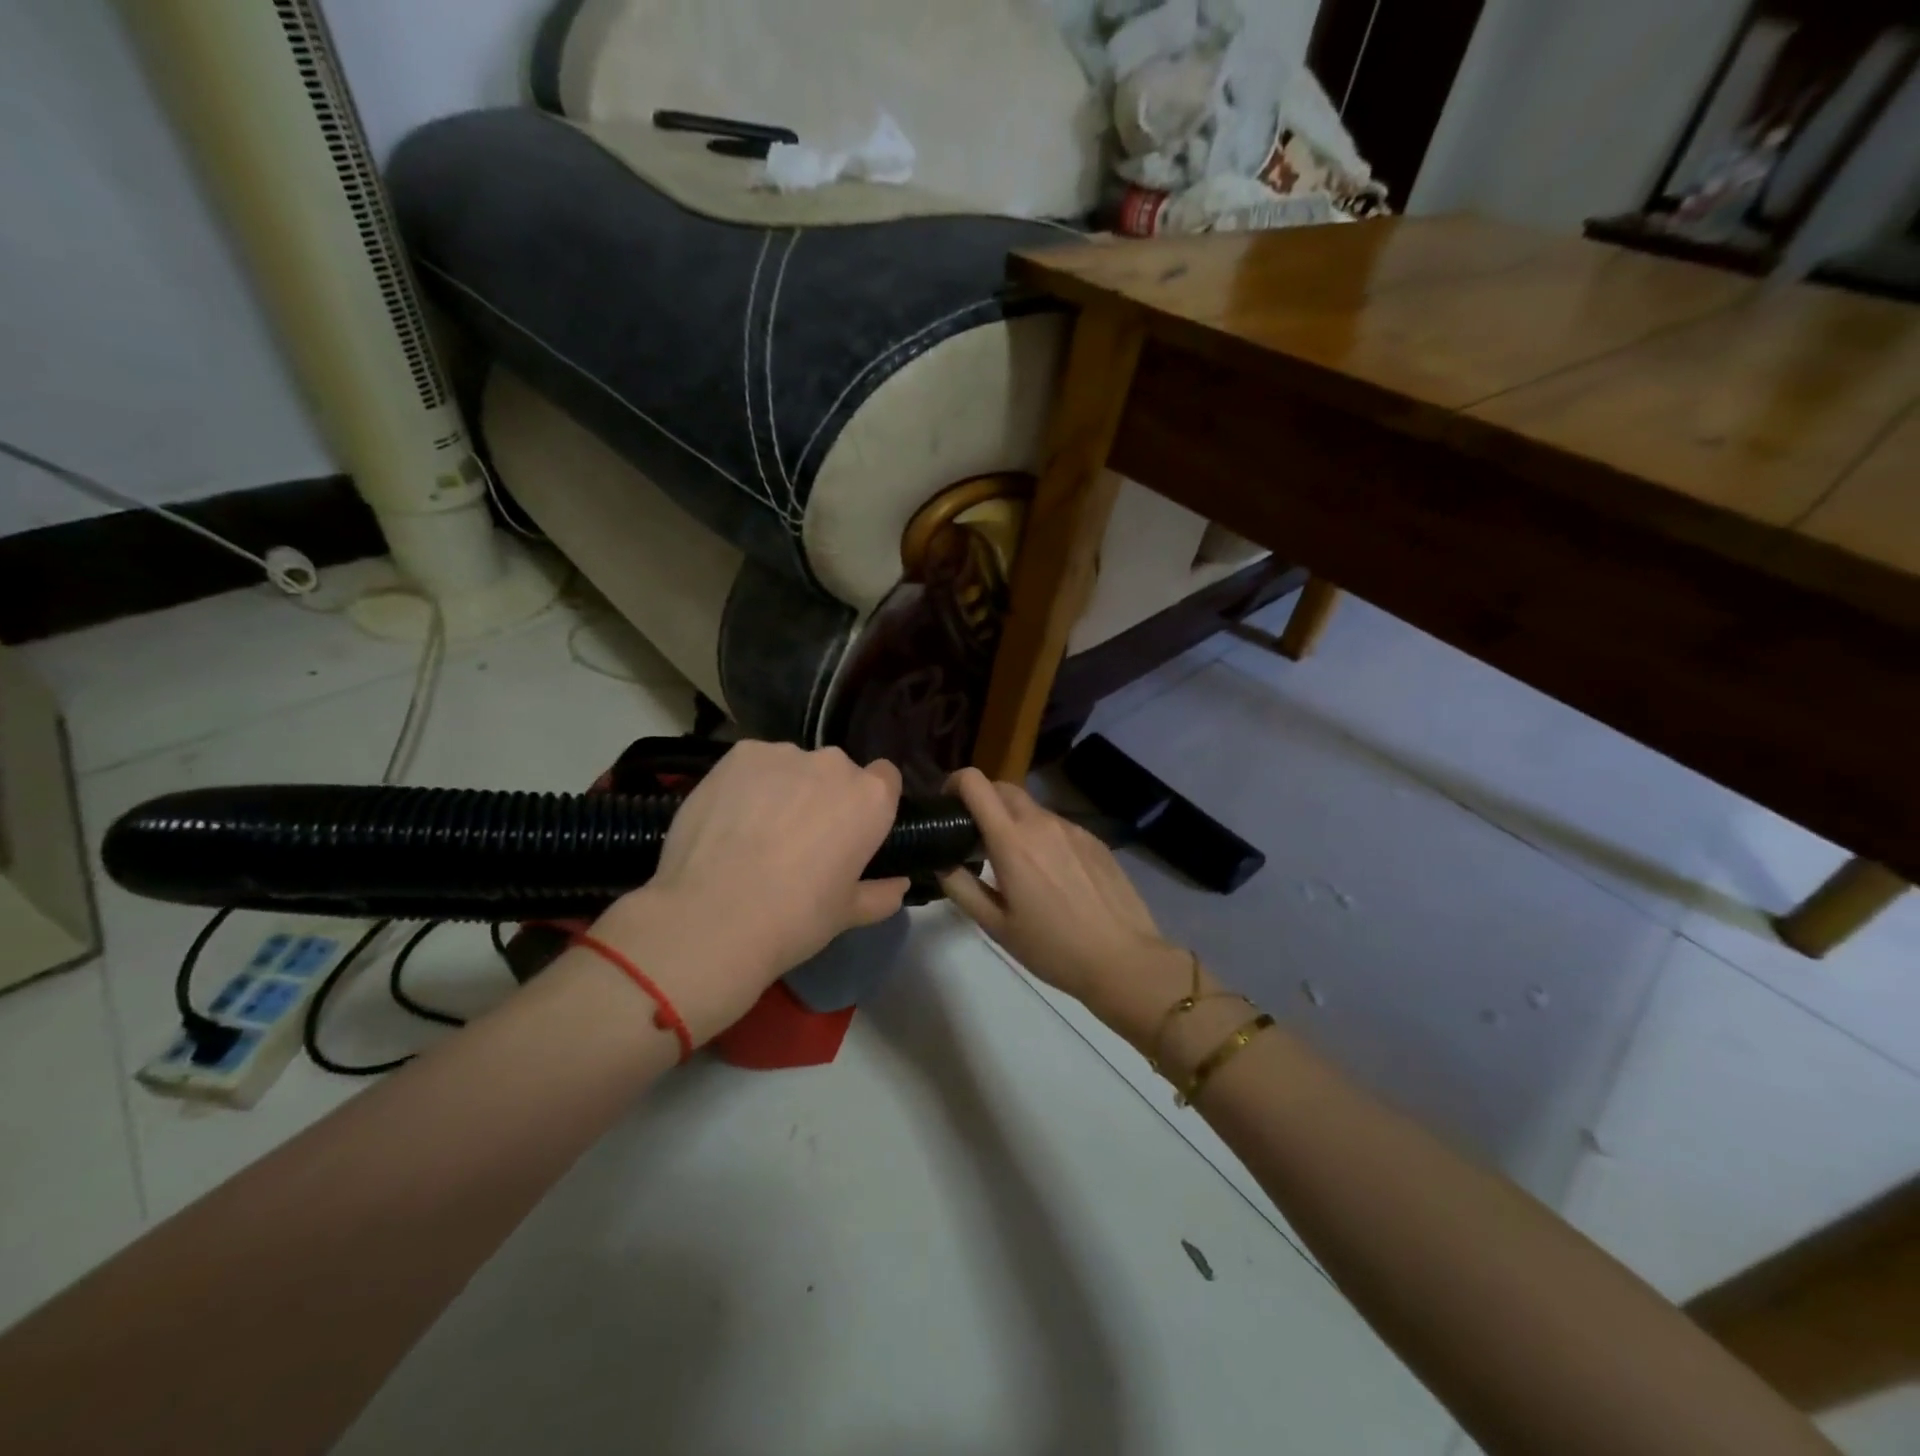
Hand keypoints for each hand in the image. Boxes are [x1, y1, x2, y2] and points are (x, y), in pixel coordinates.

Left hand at [587, 742, 908, 1043]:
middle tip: (801, 839)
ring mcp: (784, 754)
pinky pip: (754, 764)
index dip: (870, 804)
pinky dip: (748, 784)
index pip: (885, 779)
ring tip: (757, 831)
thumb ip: (881, 894)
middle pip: (837, 772)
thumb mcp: (848, 914)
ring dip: (785, 788)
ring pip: (793, 767)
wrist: (713, 916)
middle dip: (825, 796)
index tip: (852, 830)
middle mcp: (834, 764)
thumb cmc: (796, 917)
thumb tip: (900, 885)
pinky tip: (729, 819)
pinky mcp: (739, 754)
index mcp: (870, 798)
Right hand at [937, 768, 1204, 1048]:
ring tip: (1016, 863)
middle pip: (1003, 788)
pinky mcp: (1094, 839)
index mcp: (1012, 841)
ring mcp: (1072, 828)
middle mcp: (1042, 822)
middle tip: (975, 836)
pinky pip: (1058, 826)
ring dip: (1014, 822)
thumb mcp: (996, 926)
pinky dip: (1043, 837)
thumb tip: (943, 862)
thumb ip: (962, 888)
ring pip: (1032, 809)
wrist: (1124, 959)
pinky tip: (1052, 875)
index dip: (955, 784)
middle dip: (982, 800)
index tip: (948, 807)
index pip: (976, 783)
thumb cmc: (1053, 948)